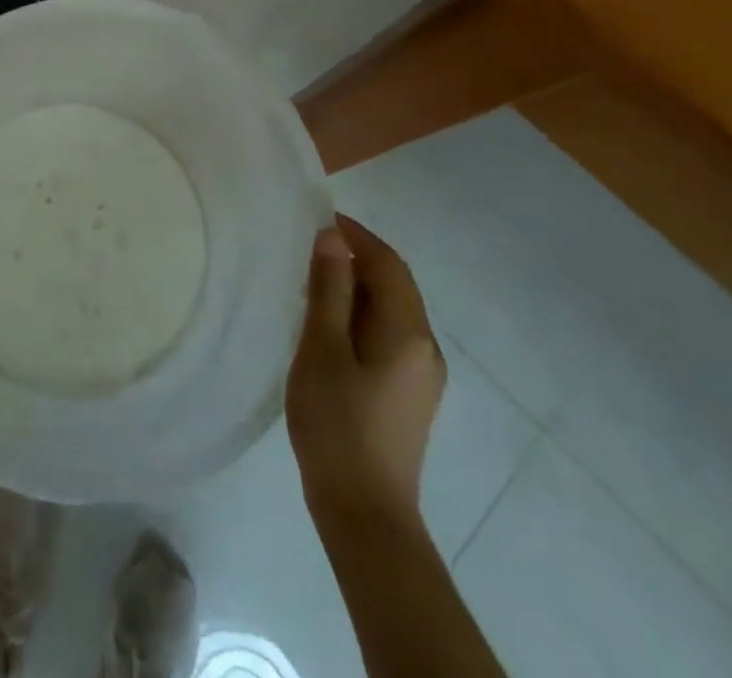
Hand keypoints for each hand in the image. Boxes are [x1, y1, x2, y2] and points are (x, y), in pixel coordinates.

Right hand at [285, 213, 445, 529]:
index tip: (316, 217)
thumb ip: (329, 289)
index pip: (388, 263)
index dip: (355, 234)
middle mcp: (426, 347)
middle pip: (394, 284)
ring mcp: (422, 374)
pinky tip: (328, 327)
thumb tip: (332, 237)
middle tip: (305, 249)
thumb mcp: (322, 349)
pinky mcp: (410, 394)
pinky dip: (360, 315)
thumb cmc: (337, 424)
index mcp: (408, 332)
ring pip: (390, 310)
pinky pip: (388, 335)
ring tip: (309, 283)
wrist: (364, 514)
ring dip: (355, 287)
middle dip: (354, 258)